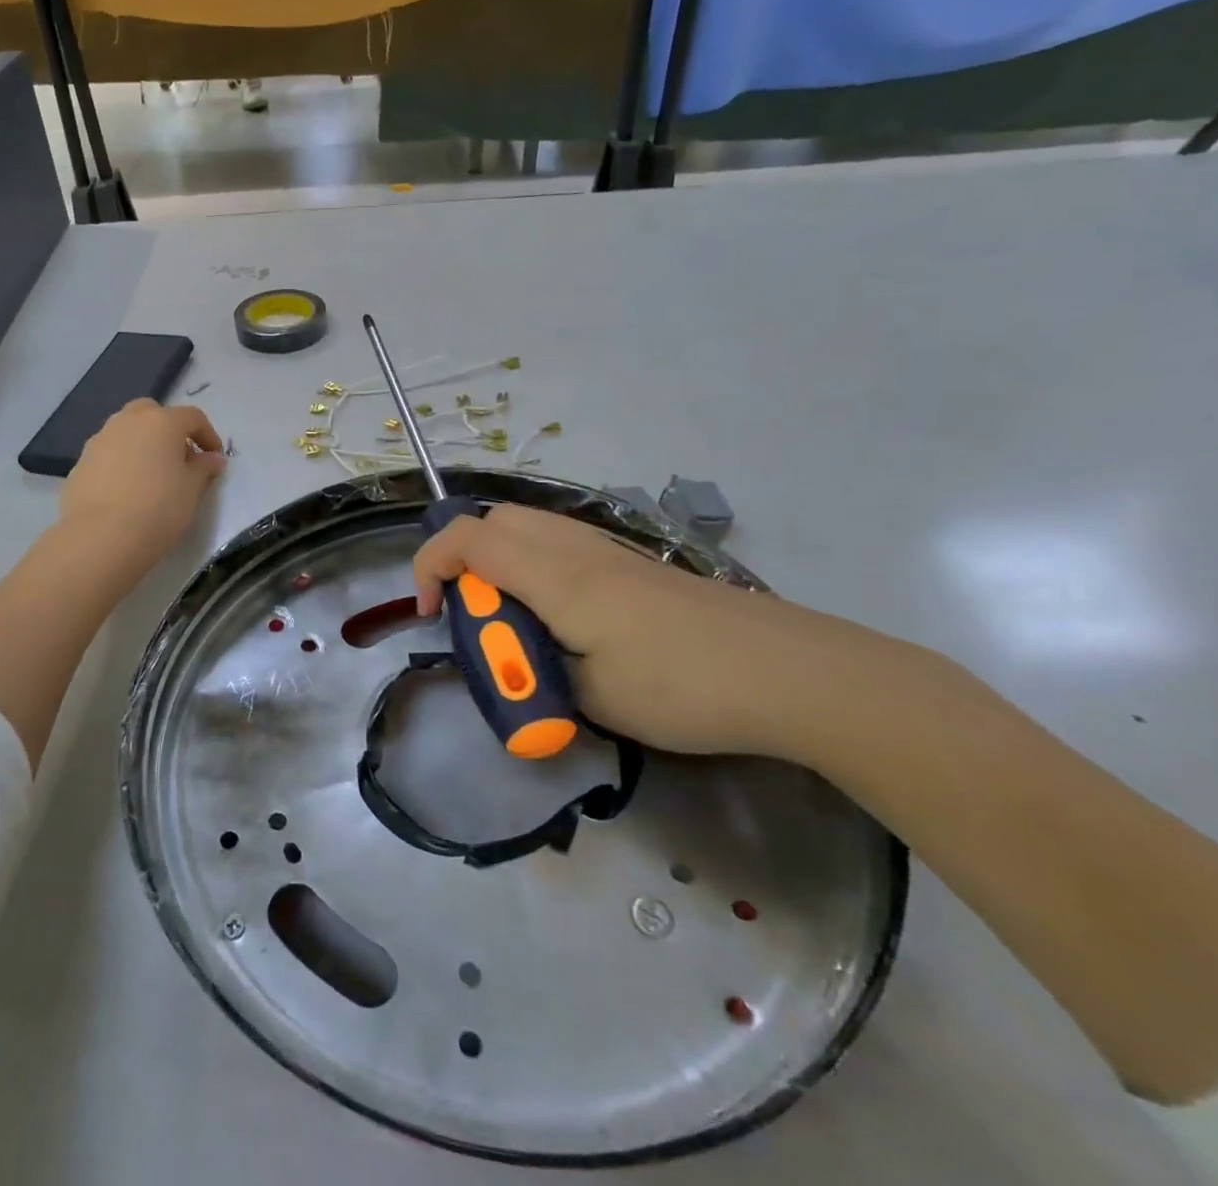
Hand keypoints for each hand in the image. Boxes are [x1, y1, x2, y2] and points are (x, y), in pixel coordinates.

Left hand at [59, 399, 226, 572]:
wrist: (101, 536)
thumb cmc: (158, 508)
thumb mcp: (192, 490)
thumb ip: (203, 468)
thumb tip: (212, 458)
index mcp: (161, 422)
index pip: (192, 417)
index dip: (208, 435)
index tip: (214, 459)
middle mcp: (128, 421)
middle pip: (152, 413)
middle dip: (168, 430)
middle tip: (179, 458)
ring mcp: (99, 440)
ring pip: (126, 431)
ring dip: (142, 444)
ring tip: (151, 475)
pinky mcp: (80, 463)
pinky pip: (108, 454)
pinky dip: (121, 463)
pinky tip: (126, 491)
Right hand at [411, 503, 941, 762]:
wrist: (790, 672)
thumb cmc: (681, 686)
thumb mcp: (590, 697)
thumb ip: (536, 670)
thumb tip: (520, 659)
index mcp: (553, 574)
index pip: (465, 540)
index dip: (428, 568)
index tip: (428, 616)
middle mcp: (574, 546)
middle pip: (493, 519)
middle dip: (462, 559)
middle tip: (473, 615)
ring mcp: (608, 549)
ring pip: (528, 526)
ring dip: (499, 561)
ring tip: (513, 618)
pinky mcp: (633, 563)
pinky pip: (560, 542)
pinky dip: (533, 564)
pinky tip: (560, 615)